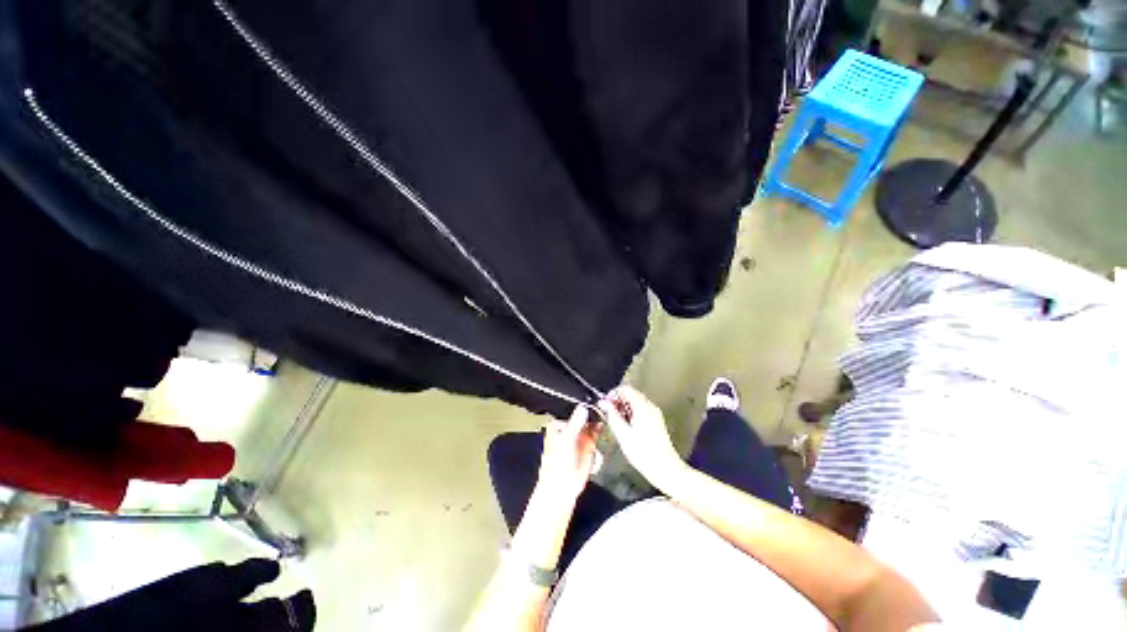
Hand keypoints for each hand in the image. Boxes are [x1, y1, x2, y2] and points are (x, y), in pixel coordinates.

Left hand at [534, 405, 602, 502]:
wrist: (562, 488)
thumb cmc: (557, 463)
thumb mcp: (566, 439)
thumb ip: (575, 422)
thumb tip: (583, 406)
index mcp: (558, 423)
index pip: (571, 407)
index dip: (581, 402)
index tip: (592, 396)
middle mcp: (569, 426)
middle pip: (582, 413)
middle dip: (591, 408)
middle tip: (603, 401)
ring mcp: (580, 435)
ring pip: (590, 421)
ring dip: (597, 416)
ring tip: (606, 409)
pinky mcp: (589, 443)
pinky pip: (596, 431)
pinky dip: (600, 426)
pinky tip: (605, 421)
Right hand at [597, 386, 685, 490]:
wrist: (665, 468)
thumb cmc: (644, 453)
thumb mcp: (623, 434)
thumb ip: (612, 415)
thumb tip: (603, 403)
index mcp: (642, 407)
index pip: (626, 389)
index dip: (613, 394)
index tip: (605, 404)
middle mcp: (650, 407)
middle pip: (631, 394)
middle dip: (618, 401)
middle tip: (609, 413)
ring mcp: (655, 414)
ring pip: (636, 402)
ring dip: (624, 408)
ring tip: (617, 422)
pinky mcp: (656, 421)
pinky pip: (642, 410)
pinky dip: (632, 414)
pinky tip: (627, 427)